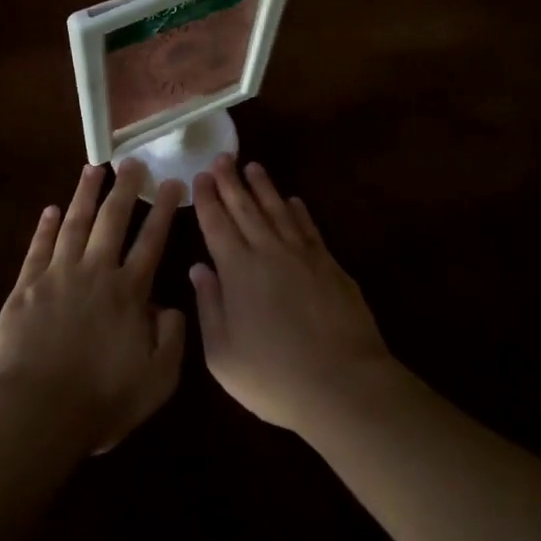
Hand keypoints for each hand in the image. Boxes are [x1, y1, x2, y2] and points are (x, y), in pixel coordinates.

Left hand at [0, 161, 185, 455]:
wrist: (35, 413)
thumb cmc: (100, 400)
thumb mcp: (157, 379)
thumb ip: (172, 338)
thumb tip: (172, 306)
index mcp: (129, 292)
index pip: (152, 240)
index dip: (163, 210)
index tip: (172, 182)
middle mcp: (96, 273)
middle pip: (113, 220)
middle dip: (125, 188)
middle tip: (133, 161)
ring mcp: (58, 276)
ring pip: (75, 224)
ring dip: (85, 194)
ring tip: (93, 167)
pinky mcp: (26, 287)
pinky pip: (38, 248)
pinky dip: (45, 226)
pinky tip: (50, 209)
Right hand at [189, 157, 397, 435]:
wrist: (342, 383)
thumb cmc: (273, 376)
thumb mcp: (222, 354)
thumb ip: (209, 305)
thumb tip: (198, 267)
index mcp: (237, 270)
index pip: (217, 224)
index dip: (207, 198)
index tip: (200, 175)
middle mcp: (268, 252)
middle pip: (246, 208)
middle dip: (231, 181)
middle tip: (222, 157)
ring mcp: (303, 255)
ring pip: (278, 210)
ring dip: (264, 187)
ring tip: (253, 167)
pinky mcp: (330, 264)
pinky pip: (308, 227)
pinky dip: (298, 211)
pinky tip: (293, 200)